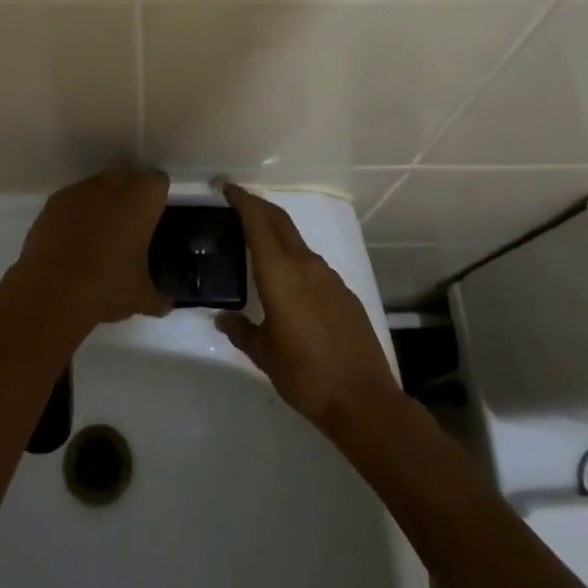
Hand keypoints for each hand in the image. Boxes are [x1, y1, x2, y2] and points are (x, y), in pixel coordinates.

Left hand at [7, 167, 172, 331]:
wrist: (51, 292)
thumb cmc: (107, 286)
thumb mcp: (141, 297)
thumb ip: (159, 296)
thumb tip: (165, 303)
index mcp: (141, 198)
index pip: (158, 182)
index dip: (157, 199)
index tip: (155, 220)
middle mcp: (112, 184)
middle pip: (128, 177)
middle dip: (130, 195)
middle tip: (130, 227)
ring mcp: (79, 189)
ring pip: (99, 186)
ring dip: (102, 203)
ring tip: (99, 236)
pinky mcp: (54, 201)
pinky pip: (73, 200)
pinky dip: (76, 213)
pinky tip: (73, 241)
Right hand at [215, 184, 405, 435]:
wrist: (364, 400)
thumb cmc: (305, 374)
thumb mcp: (264, 355)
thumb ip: (241, 331)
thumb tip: (223, 318)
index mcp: (280, 273)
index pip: (258, 222)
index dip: (242, 200)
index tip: (227, 187)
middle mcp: (305, 265)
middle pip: (279, 221)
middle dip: (258, 206)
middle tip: (238, 202)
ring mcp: (329, 277)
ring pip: (297, 242)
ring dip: (277, 234)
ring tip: (258, 245)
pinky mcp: (344, 293)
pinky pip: (312, 265)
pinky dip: (294, 259)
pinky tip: (288, 283)